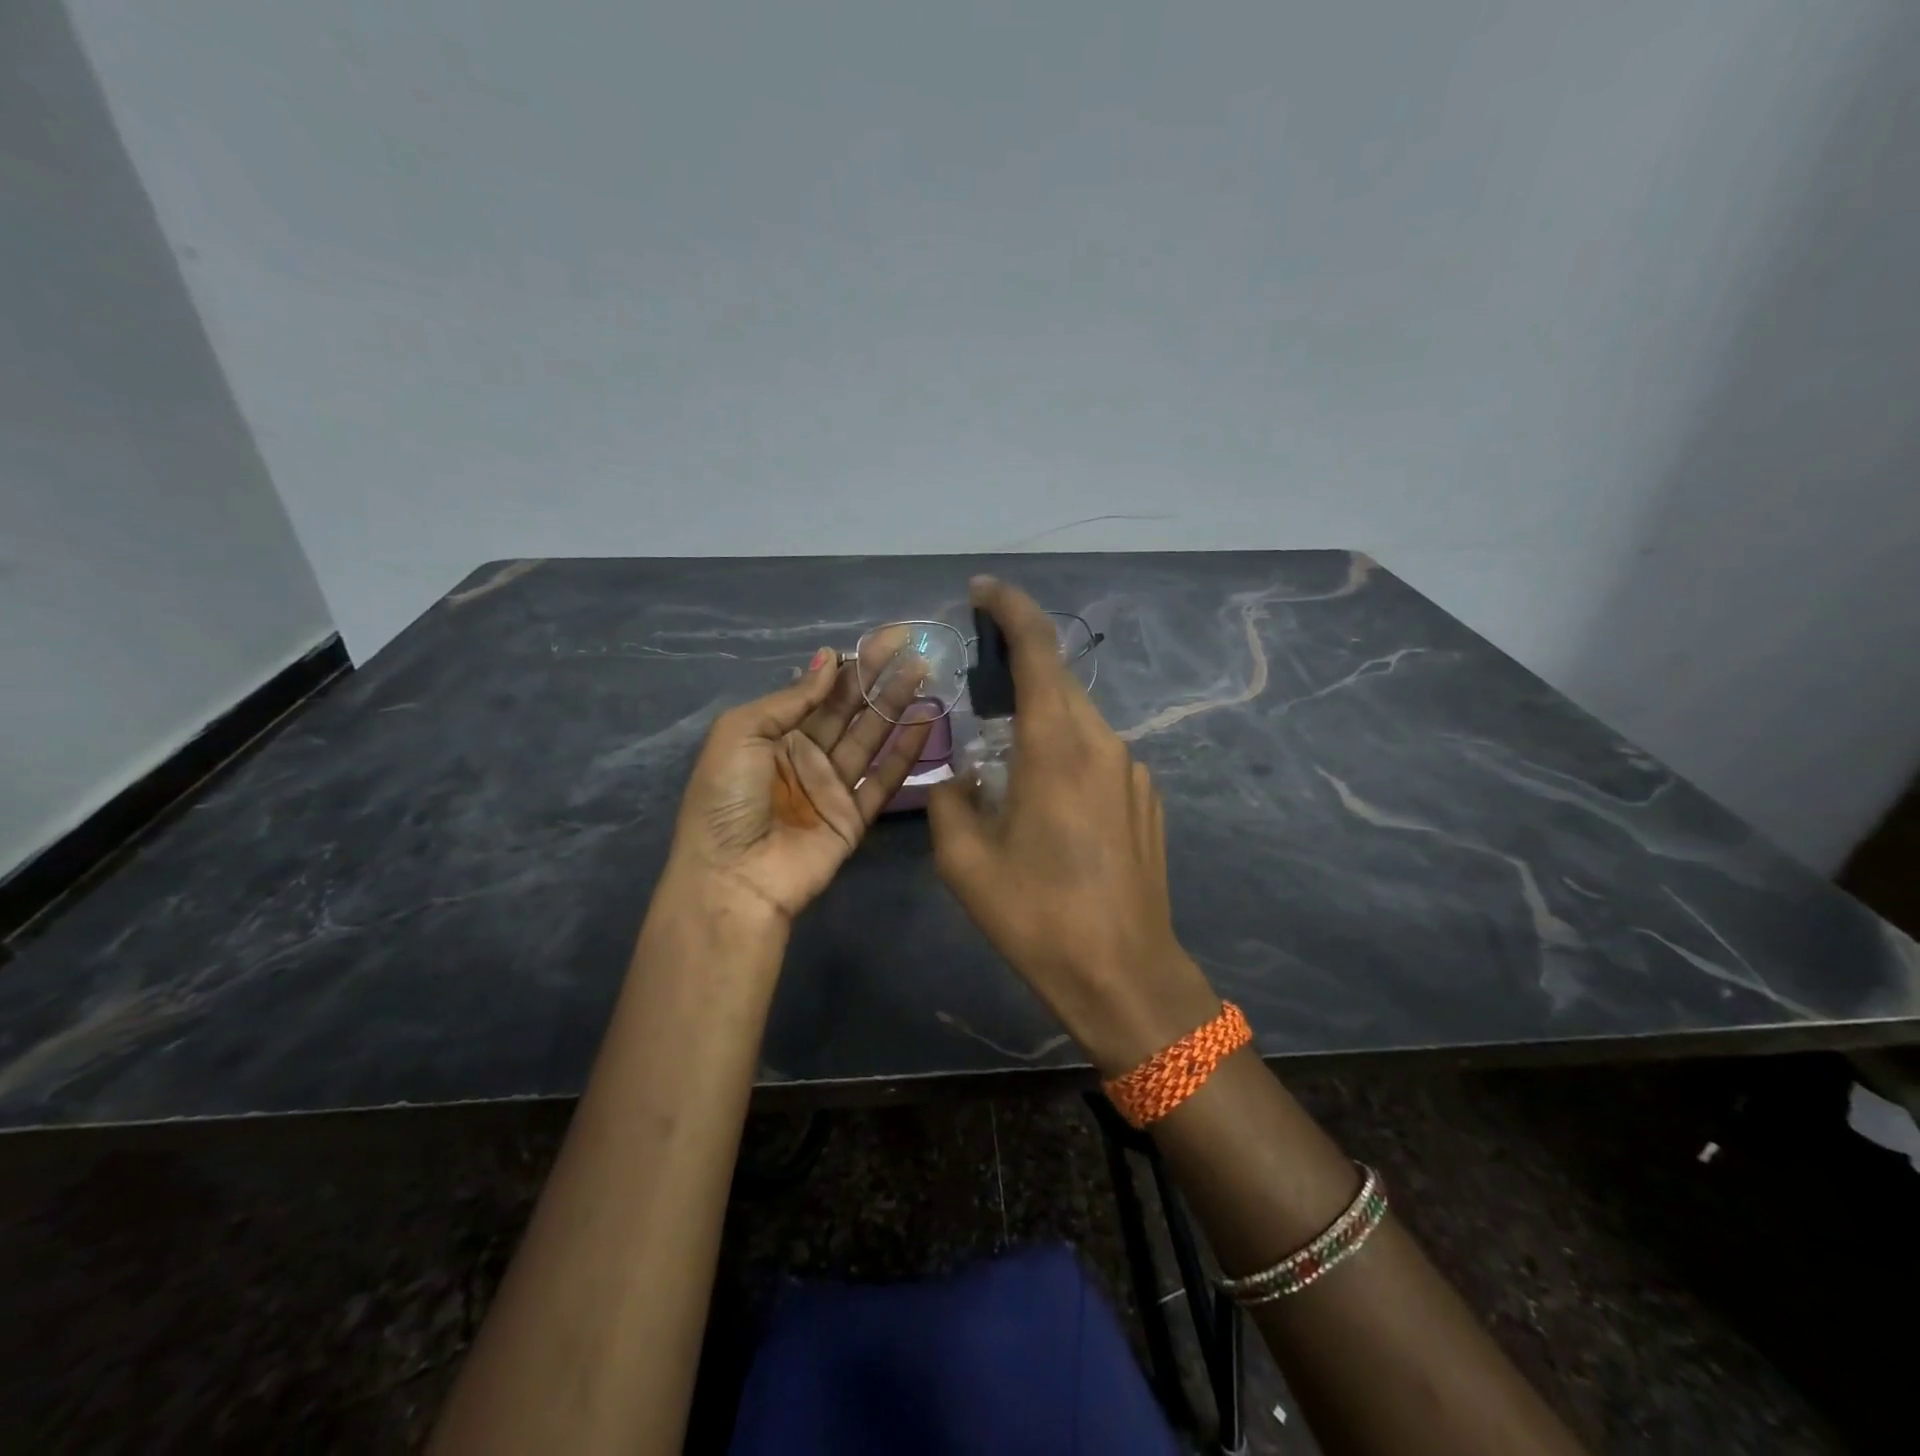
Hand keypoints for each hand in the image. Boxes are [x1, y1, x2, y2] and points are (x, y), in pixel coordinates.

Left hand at [668, 648, 934, 921]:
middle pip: (849, 709)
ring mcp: (831, 786)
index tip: (882, 640)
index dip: (848, 664)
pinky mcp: (854, 816)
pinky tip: (925, 721)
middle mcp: (805, 755)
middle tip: (911, 646)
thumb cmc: (726, 799)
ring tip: (924, 673)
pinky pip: (884, 779)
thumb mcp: (740, 734)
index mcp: (773, 734)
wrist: (733, 877)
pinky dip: (905, 752)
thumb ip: (790, 699)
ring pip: (870, 737)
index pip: (818, 691)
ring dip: (896, 705)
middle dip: (878, 677)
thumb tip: (828, 660)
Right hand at [928, 578, 1219, 1074]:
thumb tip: (957, 771)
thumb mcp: (964, 860)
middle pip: (1057, 681)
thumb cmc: (1037, 916)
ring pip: (1077, 720)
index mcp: (1056, 746)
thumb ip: (950, 797)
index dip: (1010, 608)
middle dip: (1016, 669)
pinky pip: (1097, 755)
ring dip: (1039, 720)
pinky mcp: (1145, 798)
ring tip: (1005, 763)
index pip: (1038, 649)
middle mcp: (1102, 743)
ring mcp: (1131, 770)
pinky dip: (1065, 754)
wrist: (1124, 973)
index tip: (982, 591)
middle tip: (975, 689)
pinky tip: (1048, 805)